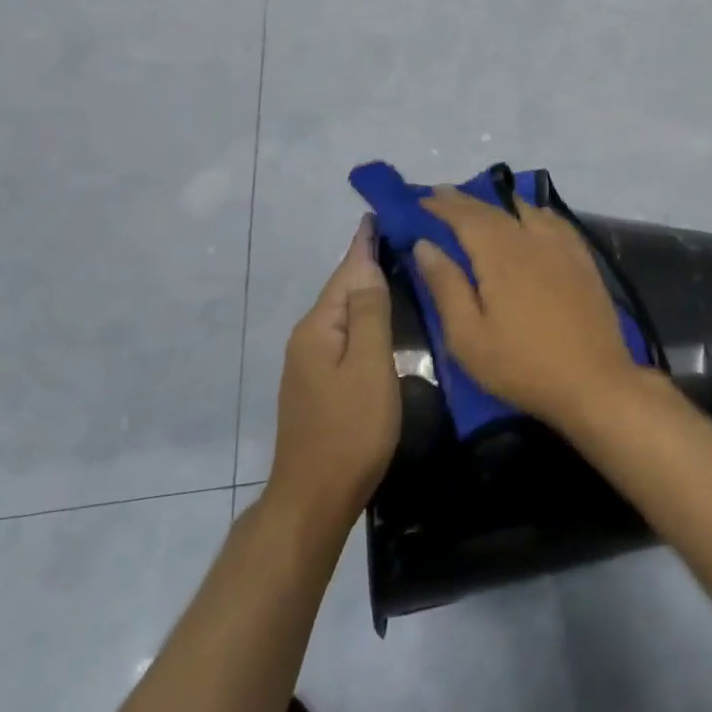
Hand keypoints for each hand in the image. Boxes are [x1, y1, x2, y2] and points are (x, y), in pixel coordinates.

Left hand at [270, 216, 400, 528]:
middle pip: (342, 290)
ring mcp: (310, 364)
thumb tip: (366, 262)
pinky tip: (383, 321)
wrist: (315, 498)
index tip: (381, 214)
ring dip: (367, 290)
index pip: (346, 271)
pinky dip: (365, 319)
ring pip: (344, 315)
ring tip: (399, 270)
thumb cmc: (350, 429)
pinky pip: (345, 337)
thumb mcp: (368, 367)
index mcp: (319, 328)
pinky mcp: (319, 385)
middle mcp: (308, 338)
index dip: (364, 243)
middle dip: (367, 262)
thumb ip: (369, 313)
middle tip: (403, 239)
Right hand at [414, 189, 646, 427]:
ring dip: (499, 204)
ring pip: (526, 211)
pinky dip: (536, 213)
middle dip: (465, 201)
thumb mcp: (468, 336)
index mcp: (500, 255)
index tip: (421, 200)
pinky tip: (533, 217)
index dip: (442, 206)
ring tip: (481, 205)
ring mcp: (562, 248)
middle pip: (494, 210)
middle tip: (442, 195)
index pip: (465, 217)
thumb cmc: (522, 365)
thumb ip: (446, 286)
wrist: (594, 381)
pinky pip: (555, 223)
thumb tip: (425, 245)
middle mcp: (532, 239)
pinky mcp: (583, 261)